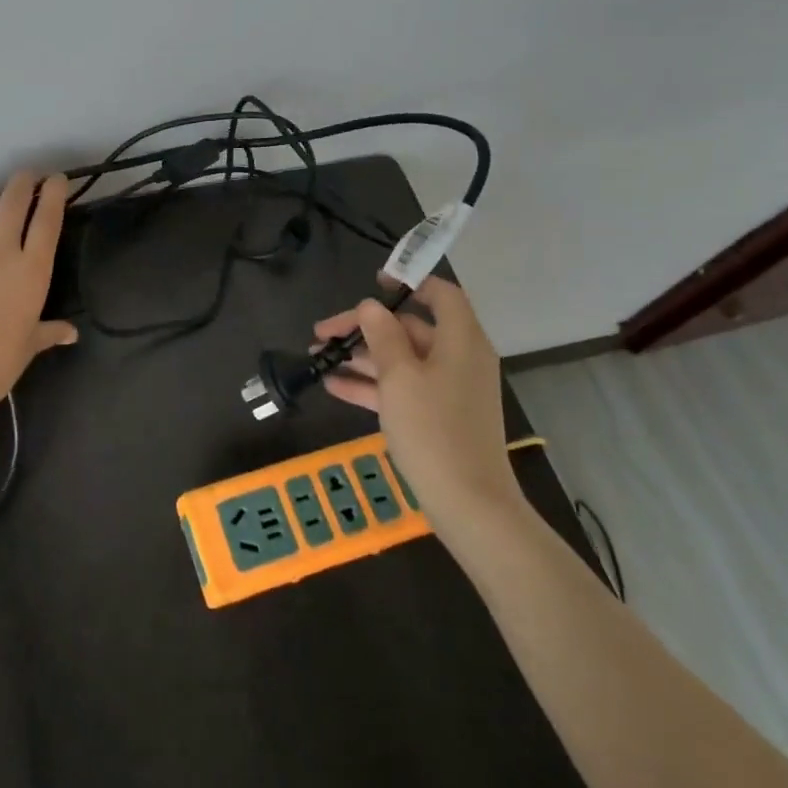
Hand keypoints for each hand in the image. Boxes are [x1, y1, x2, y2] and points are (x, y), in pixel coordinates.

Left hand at [0, 171, 77, 452]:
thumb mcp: (30, 345)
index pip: (48, 218)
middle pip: (14, 199)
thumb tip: (71, 334)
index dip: (54, 193)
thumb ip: (50, 331)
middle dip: (23, 181)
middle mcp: (0, 249)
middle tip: (26, 178)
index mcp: (32, 269)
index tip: (56, 180)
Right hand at [312, 275, 518, 514]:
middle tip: (322, 333)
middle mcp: (458, 358)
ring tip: (318, 358)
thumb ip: (382, 335)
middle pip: (409, 328)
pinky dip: (371, 384)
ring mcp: (448, 389)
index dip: (409, 282)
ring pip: (400, 359)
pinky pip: (401, 388)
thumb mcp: (399, 376)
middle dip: (364, 328)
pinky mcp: (437, 416)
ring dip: (360, 357)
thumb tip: (371, 306)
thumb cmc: (433, 429)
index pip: (441, 294)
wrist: (468, 504)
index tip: (373, 283)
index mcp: (460, 340)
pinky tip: (333, 385)